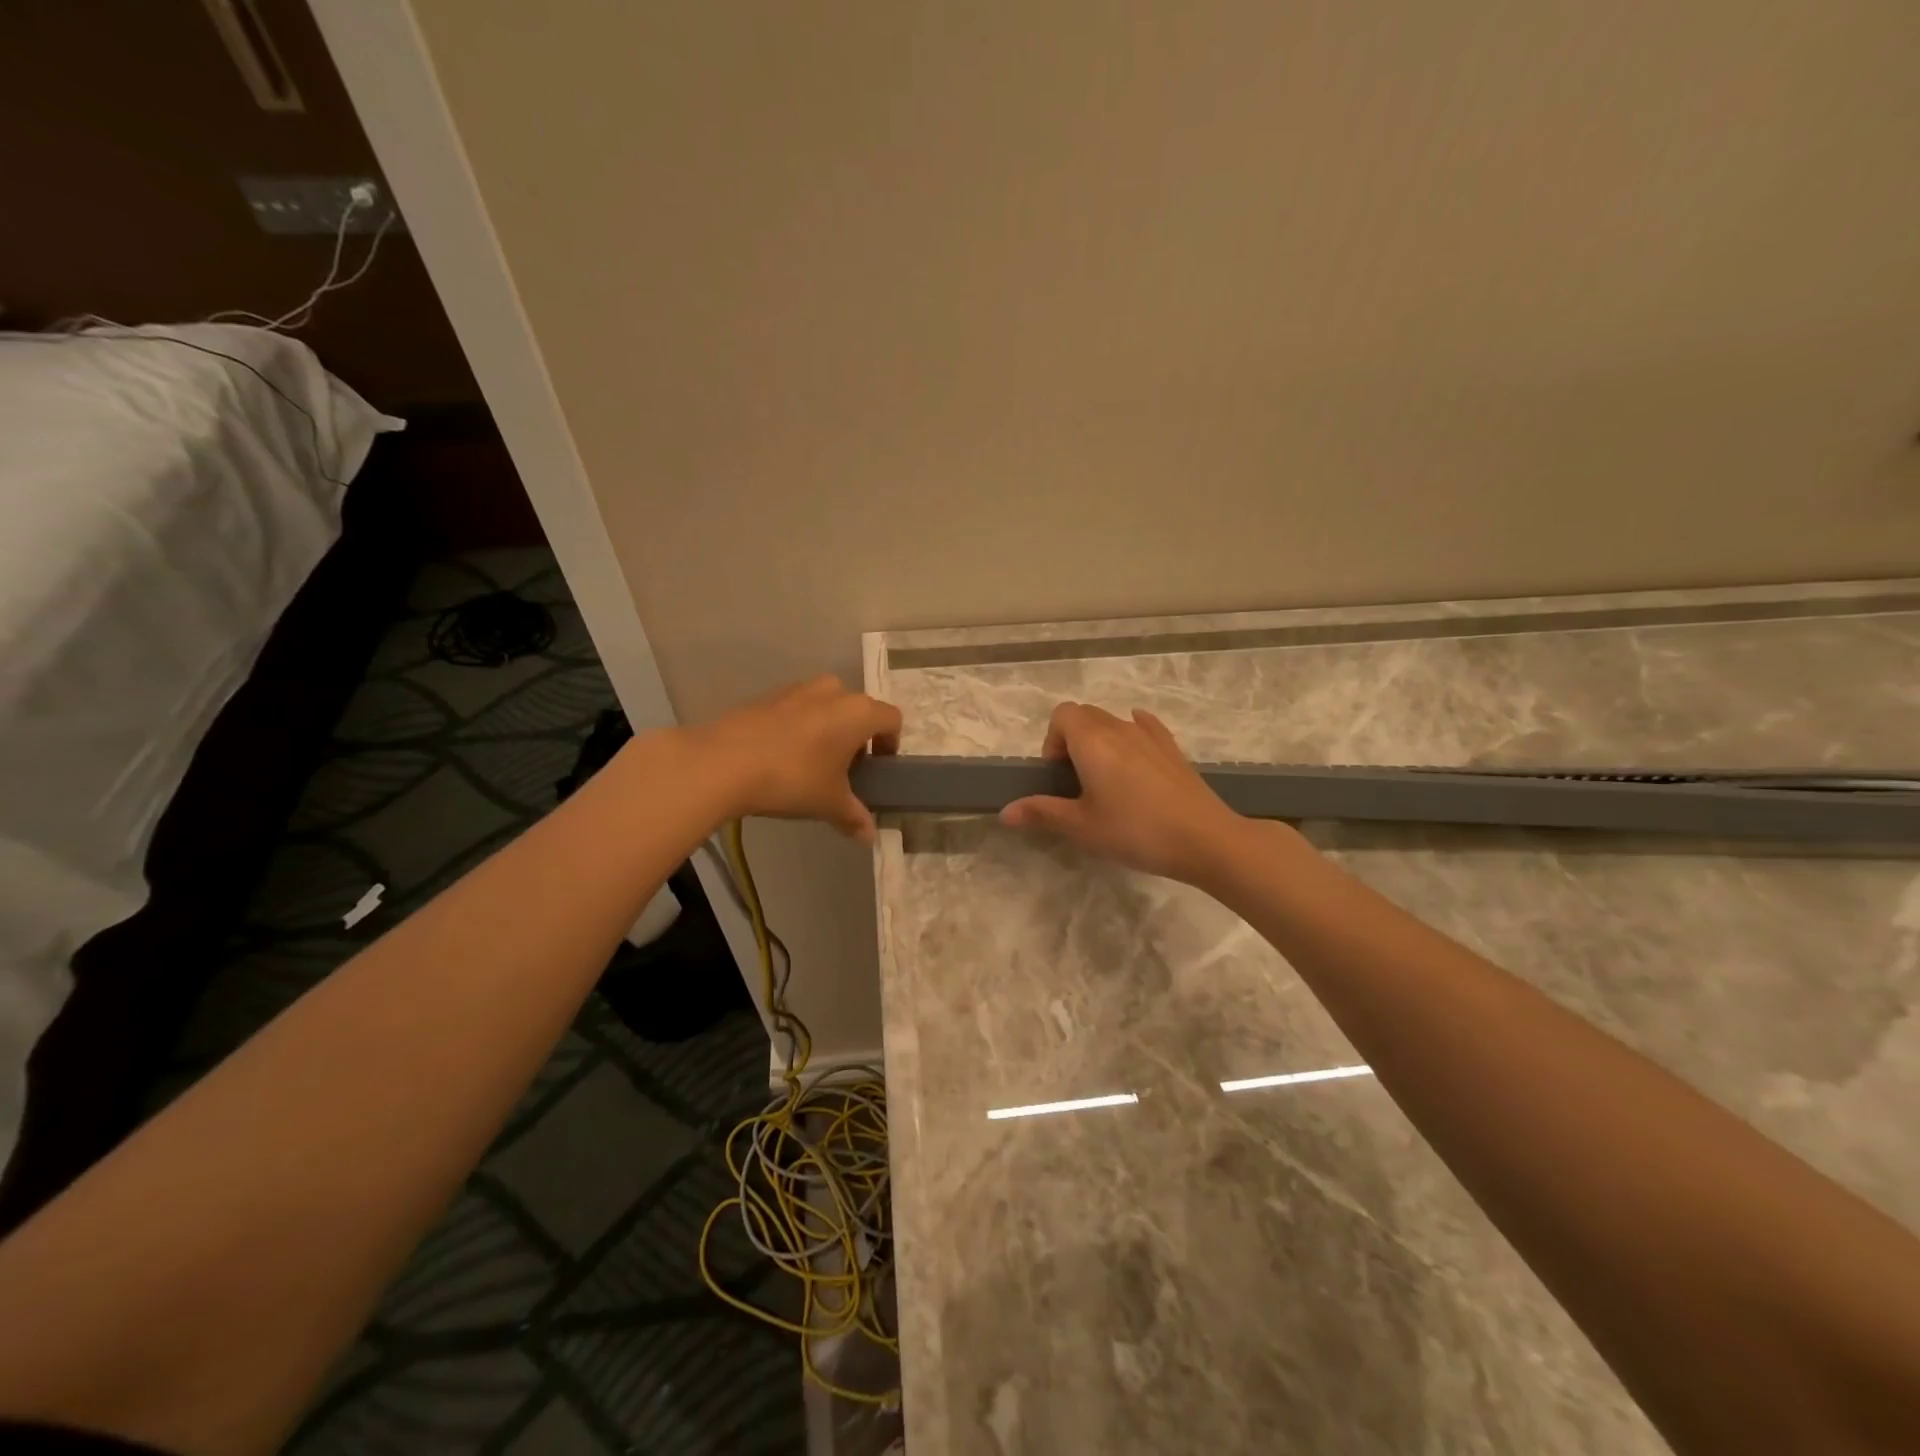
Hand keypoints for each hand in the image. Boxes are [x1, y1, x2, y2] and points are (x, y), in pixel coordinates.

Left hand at [688, 676, 901, 842]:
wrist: (723, 761)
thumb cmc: (792, 778)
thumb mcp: (829, 803)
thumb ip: (854, 817)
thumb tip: (869, 837)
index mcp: (858, 712)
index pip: (891, 719)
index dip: (891, 744)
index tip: (880, 768)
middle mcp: (833, 692)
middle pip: (858, 709)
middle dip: (857, 736)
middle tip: (846, 769)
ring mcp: (797, 689)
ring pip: (825, 706)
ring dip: (828, 729)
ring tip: (812, 763)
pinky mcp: (767, 696)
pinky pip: (796, 709)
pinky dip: (799, 727)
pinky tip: (781, 757)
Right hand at [1001, 702, 1248, 884]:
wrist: (1204, 839)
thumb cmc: (1135, 831)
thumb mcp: (1082, 827)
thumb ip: (1042, 813)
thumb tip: (1005, 812)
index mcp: (1092, 741)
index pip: (1062, 715)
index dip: (1052, 741)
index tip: (1058, 777)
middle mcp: (1119, 728)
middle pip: (1086, 715)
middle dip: (1072, 741)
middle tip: (1076, 783)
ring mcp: (1150, 736)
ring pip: (1114, 722)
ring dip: (1100, 742)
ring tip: (1106, 782)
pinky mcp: (1173, 749)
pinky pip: (1144, 728)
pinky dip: (1131, 737)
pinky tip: (1135, 762)